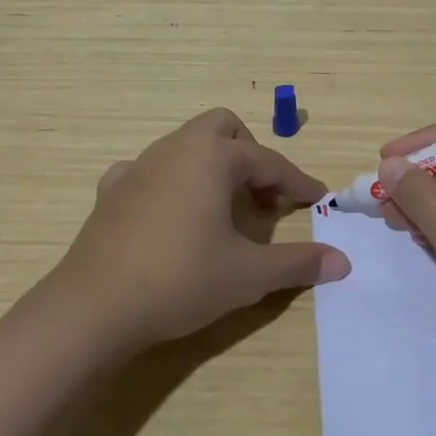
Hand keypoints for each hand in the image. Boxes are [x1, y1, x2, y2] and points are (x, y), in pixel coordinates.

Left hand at [57, 109, 350, 348]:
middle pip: (223, 128)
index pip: (268, 161)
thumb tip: (342, 262)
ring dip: (212, 166)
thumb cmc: (180, 280)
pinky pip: (150, 171)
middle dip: (250, 154)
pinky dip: (171, 182)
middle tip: (263, 196)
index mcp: (212, 157)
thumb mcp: (248, 275)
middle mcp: (175, 148)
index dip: (298, 181)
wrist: (93, 307)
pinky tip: (172, 214)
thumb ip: (297, 263)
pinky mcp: (111, 190)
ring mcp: (138, 166)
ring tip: (224, 208)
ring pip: (186, 145)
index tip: (318, 198)